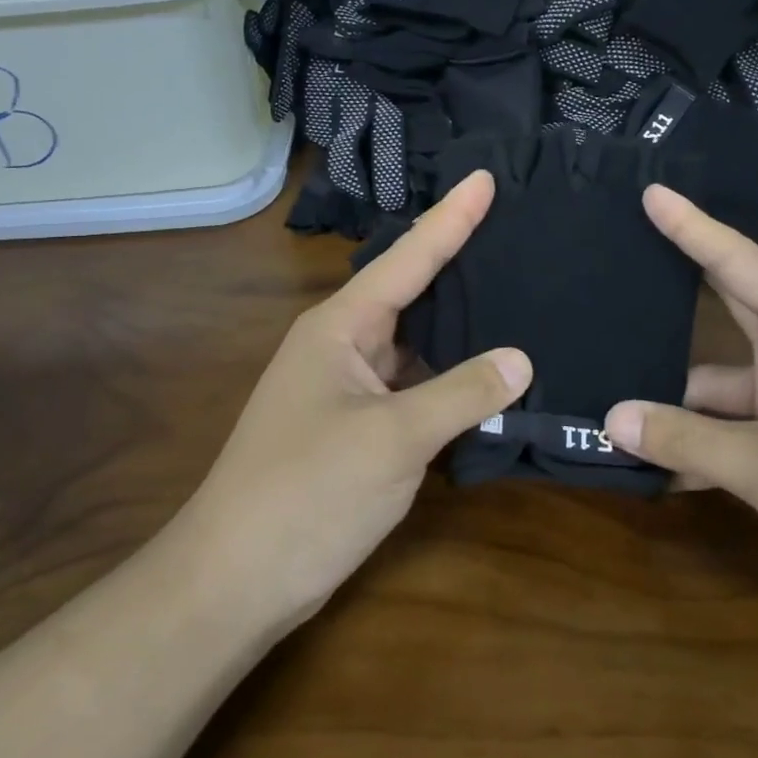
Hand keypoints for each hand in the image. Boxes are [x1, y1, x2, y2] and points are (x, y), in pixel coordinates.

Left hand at [180, 171, 531, 629]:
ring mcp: (347, 388)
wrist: (236, 579)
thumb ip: (461, 393)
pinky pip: (411, 385)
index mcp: (339, 326)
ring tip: (515, 291)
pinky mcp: (356, 427)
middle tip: (515, 229)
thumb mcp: (393, 439)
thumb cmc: (308, 492)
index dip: (451, 217)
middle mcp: (341, 345)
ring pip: (413, 342)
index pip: (406, 257)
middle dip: (458, 262)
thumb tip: (521, 358)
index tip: (487, 177)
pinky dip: (448, 378)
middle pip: (410, 292)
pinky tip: (487, 372)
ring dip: (458, 326)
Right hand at [605, 186, 757, 649]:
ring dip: (673, 402)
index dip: (693, 228)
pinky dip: (693, 447)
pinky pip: (729, 435)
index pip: (742, 265)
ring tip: (604, 397)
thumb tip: (610, 417)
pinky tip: (645, 462)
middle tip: (619, 260)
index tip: (651, 192)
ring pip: (719, 389)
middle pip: (728, 313)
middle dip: (676, 291)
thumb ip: (688, 440)